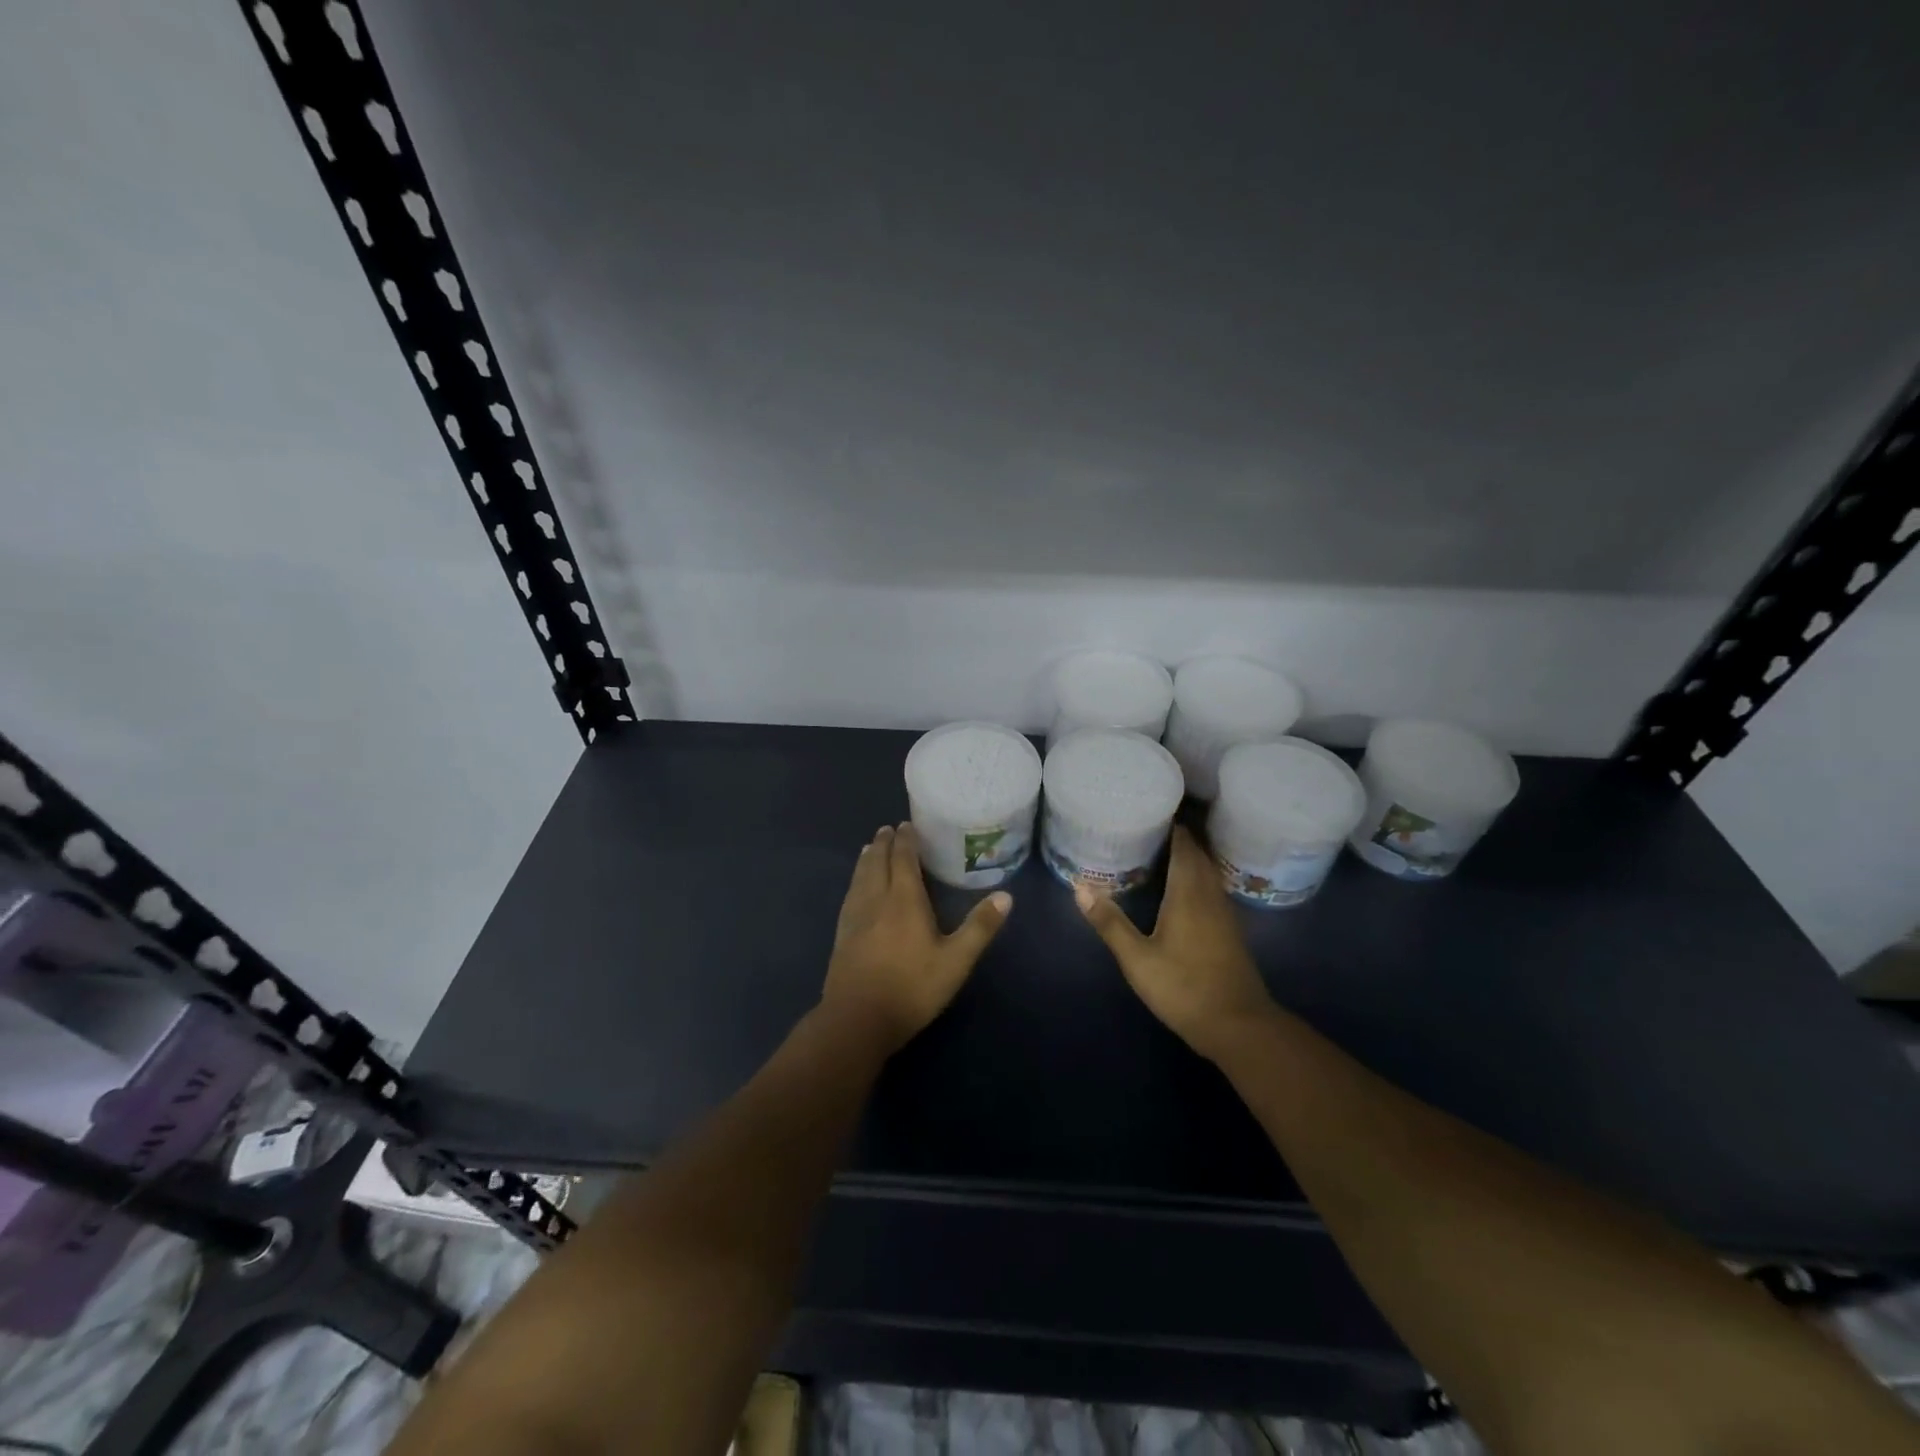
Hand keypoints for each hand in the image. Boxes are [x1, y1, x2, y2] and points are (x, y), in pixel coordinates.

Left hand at [821, 823, 1011, 1055]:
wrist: (857, 1019)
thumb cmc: (911, 988)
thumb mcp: (955, 961)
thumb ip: (979, 928)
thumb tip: (1006, 895)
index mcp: (904, 900)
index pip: (903, 859)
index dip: (905, 840)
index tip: (907, 824)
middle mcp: (876, 900)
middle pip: (878, 862)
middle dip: (884, 843)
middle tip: (888, 829)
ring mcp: (855, 917)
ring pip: (860, 876)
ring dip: (868, 858)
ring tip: (871, 847)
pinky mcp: (842, 935)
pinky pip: (850, 894)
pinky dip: (856, 879)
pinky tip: (856, 887)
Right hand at [1076, 826, 1276, 1060]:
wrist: (1238, 1026)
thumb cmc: (1184, 987)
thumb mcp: (1137, 959)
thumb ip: (1110, 922)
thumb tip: (1080, 887)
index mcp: (1189, 892)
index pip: (1184, 845)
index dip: (1170, 825)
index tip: (1148, 811)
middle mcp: (1210, 894)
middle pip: (1198, 854)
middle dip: (1177, 837)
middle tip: (1147, 828)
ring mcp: (1225, 913)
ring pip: (1208, 871)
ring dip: (1189, 857)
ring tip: (1160, 851)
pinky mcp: (1229, 931)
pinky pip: (1212, 888)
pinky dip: (1197, 877)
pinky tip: (1181, 888)